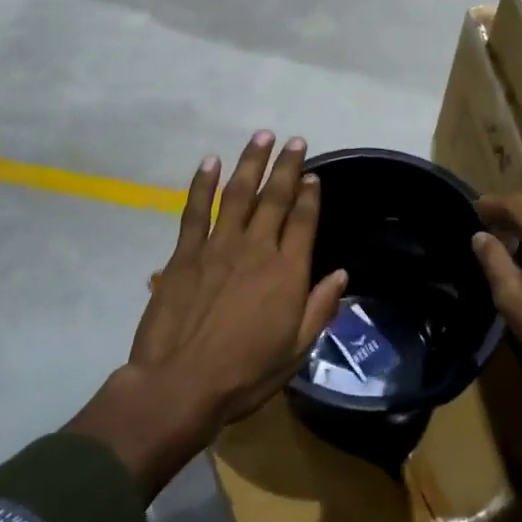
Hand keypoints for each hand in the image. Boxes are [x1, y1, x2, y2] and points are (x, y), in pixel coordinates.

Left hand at [130, 132, 347, 435]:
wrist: (180, 385)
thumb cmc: (245, 374)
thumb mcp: (295, 350)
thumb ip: (319, 308)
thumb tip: (341, 274)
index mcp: (287, 272)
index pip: (303, 221)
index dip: (310, 195)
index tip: (313, 175)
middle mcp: (256, 249)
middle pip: (275, 198)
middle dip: (287, 166)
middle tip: (295, 141)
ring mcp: (218, 247)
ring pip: (239, 194)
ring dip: (251, 163)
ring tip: (262, 136)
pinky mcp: (185, 253)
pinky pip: (196, 210)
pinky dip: (203, 183)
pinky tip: (210, 162)